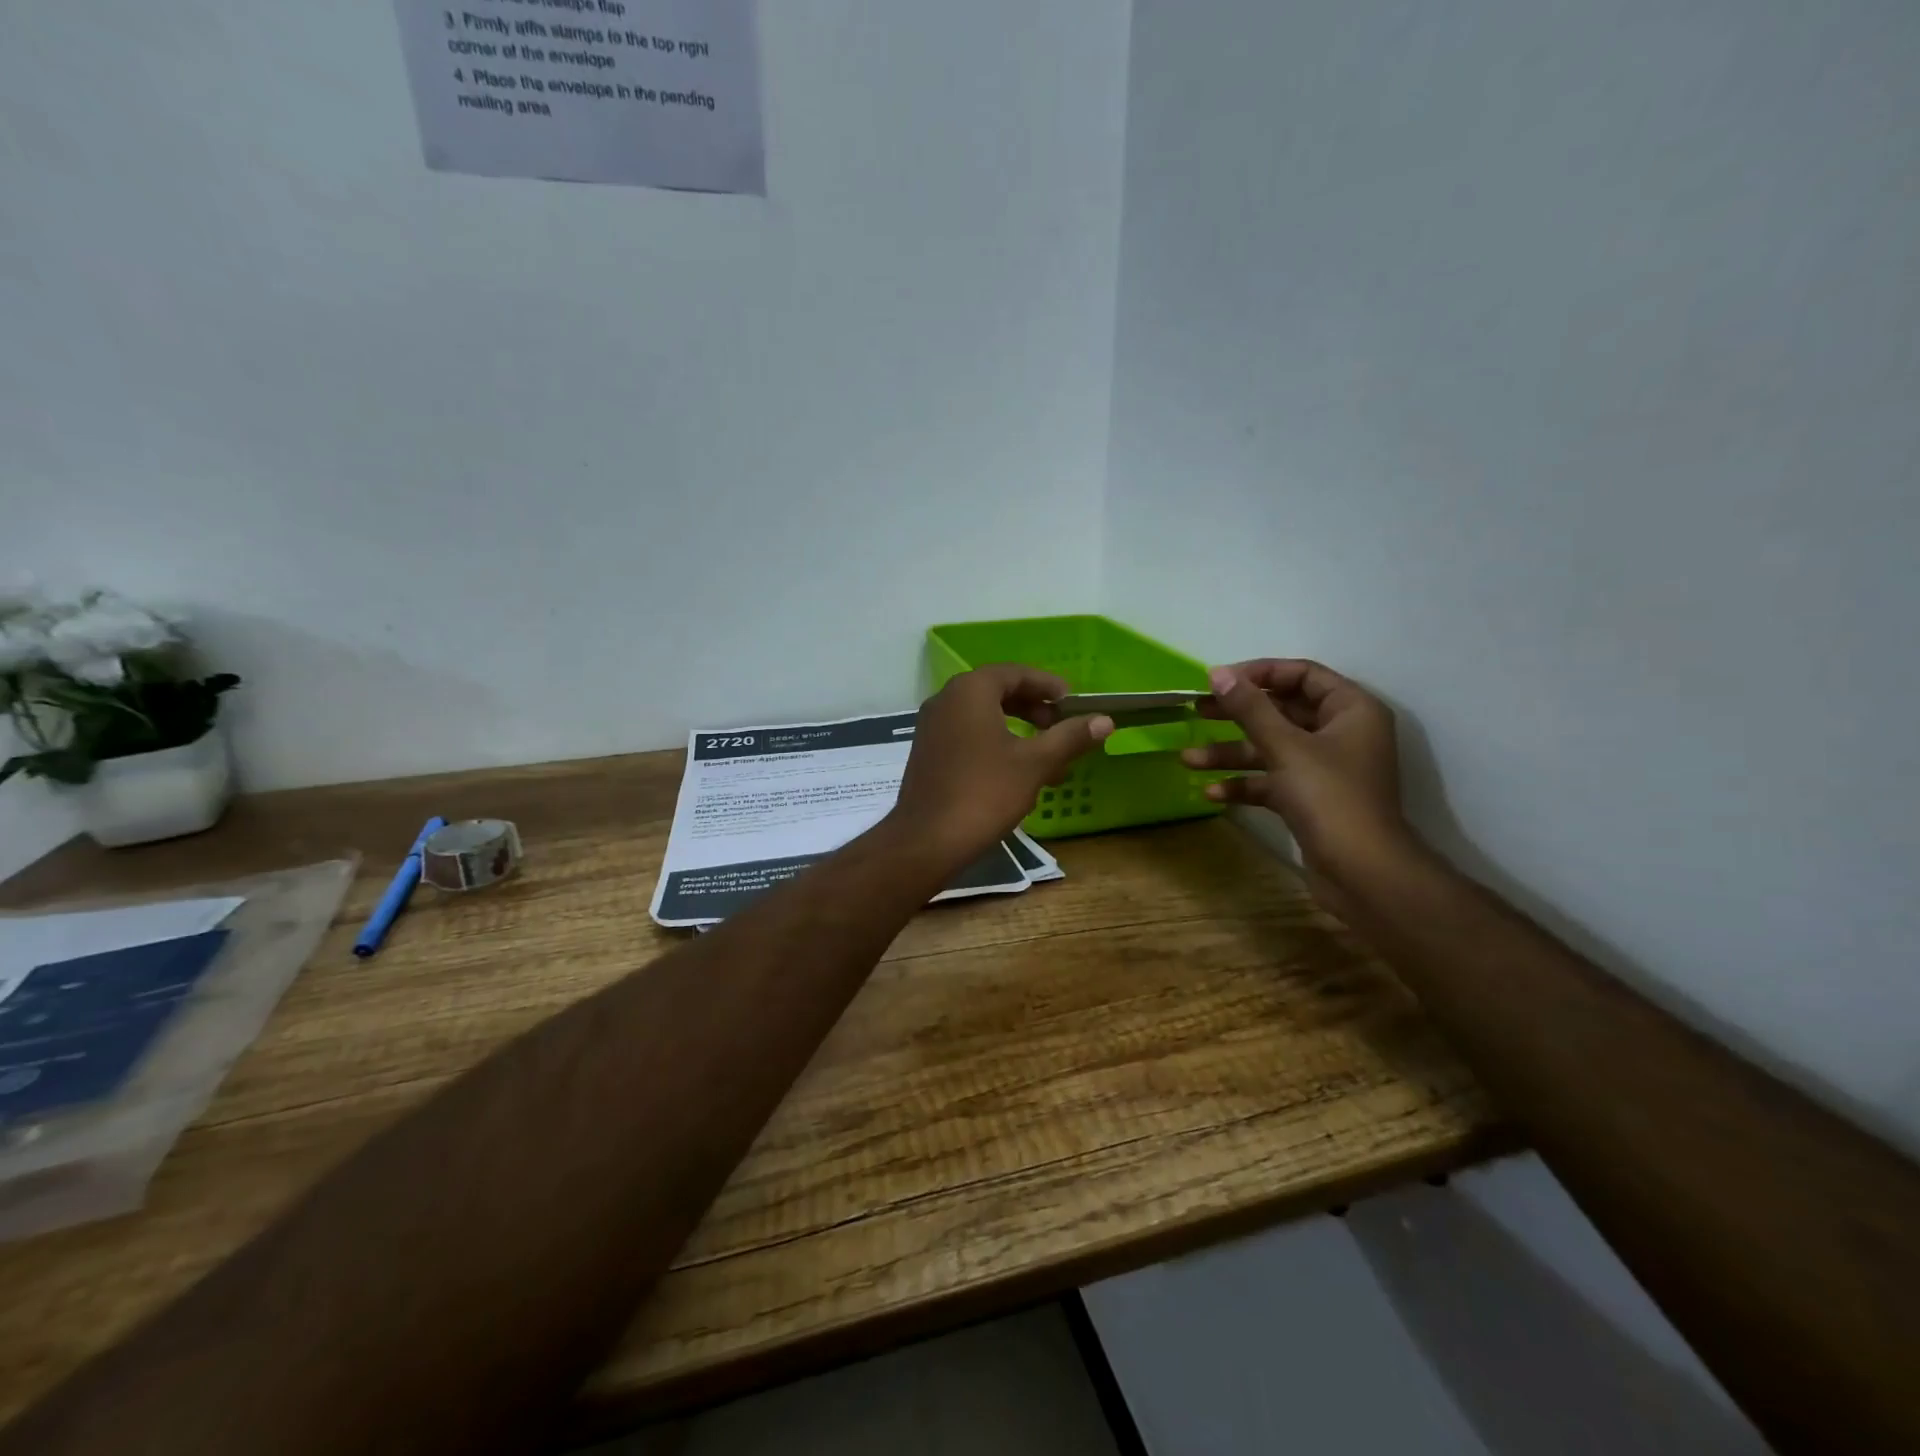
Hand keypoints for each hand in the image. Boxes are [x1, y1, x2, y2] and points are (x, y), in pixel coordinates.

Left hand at [893, 665, 1113, 862]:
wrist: (927, 840)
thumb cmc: (984, 793)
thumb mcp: (1035, 763)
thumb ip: (1070, 737)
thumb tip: (1105, 720)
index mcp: (970, 691)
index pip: (1014, 673)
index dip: (1047, 685)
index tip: (1072, 702)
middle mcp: (946, 700)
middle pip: (997, 692)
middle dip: (1033, 709)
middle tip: (1060, 727)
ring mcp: (932, 727)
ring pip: (984, 717)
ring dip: (1018, 731)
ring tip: (1048, 759)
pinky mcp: (928, 753)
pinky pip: (968, 735)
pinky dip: (995, 744)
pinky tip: (1017, 775)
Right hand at [1183, 660, 1420, 908]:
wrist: (1362, 872)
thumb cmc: (1329, 797)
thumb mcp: (1285, 747)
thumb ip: (1250, 709)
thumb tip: (1219, 672)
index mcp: (1350, 710)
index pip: (1303, 675)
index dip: (1260, 673)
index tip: (1219, 680)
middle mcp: (1341, 734)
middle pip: (1282, 712)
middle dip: (1237, 715)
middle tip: (1196, 711)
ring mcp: (1326, 769)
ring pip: (1272, 749)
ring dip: (1231, 754)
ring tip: (1187, 759)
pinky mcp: (1312, 800)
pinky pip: (1273, 781)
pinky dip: (1245, 784)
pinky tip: (1211, 794)